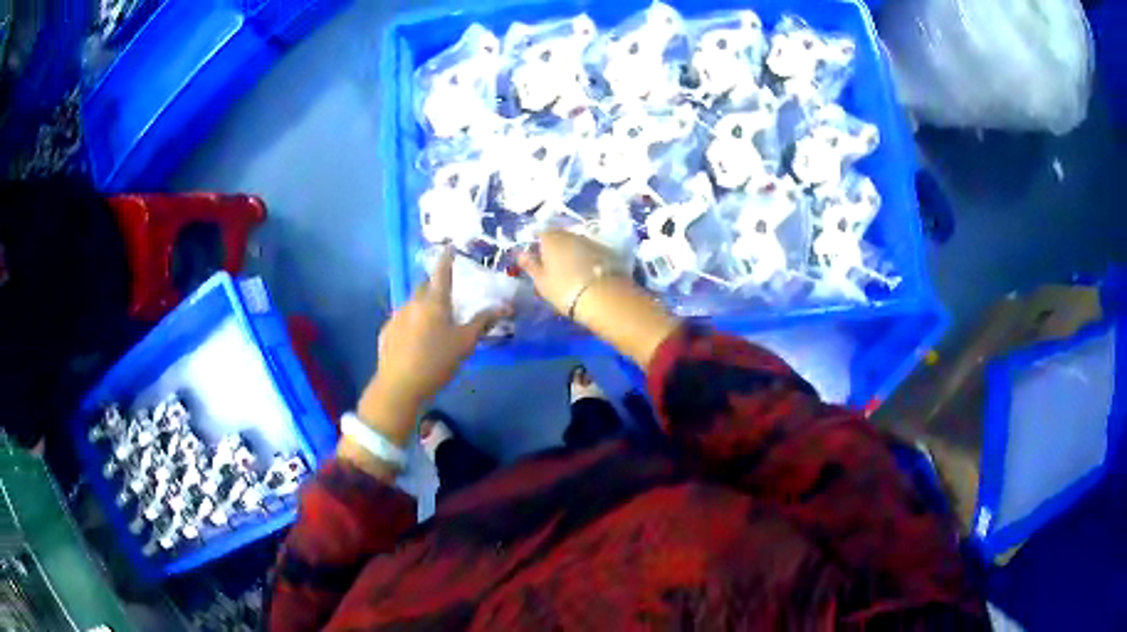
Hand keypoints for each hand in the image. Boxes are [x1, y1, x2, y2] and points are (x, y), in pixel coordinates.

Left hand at [358, 247, 509, 445]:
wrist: (399, 386)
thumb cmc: (437, 361)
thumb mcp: (465, 343)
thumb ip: (483, 322)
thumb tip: (505, 306)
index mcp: (434, 301)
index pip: (442, 272)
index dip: (447, 258)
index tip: (449, 246)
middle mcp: (413, 303)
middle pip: (425, 287)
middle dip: (435, 286)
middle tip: (447, 295)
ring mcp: (396, 316)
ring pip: (413, 304)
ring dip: (423, 307)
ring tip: (433, 324)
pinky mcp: (386, 332)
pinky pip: (402, 320)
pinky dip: (411, 323)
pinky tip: (416, 341)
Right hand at [520, 229, 679, 366]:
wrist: (603, 297)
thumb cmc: (564, 290)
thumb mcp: (541, 281)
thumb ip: (530, 265)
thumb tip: (520, 253)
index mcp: (551, 239)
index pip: (540, 233)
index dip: (538, 243)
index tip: (537, 256)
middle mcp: (570, 234)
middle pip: (559, 235)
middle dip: (555, 246)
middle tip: (553, 265)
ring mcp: (590, 240)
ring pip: (575, 242)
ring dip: (571, 251)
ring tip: (571, 270)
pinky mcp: (606, 250)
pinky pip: (590, 250)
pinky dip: (586, 257)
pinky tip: (587, 272)